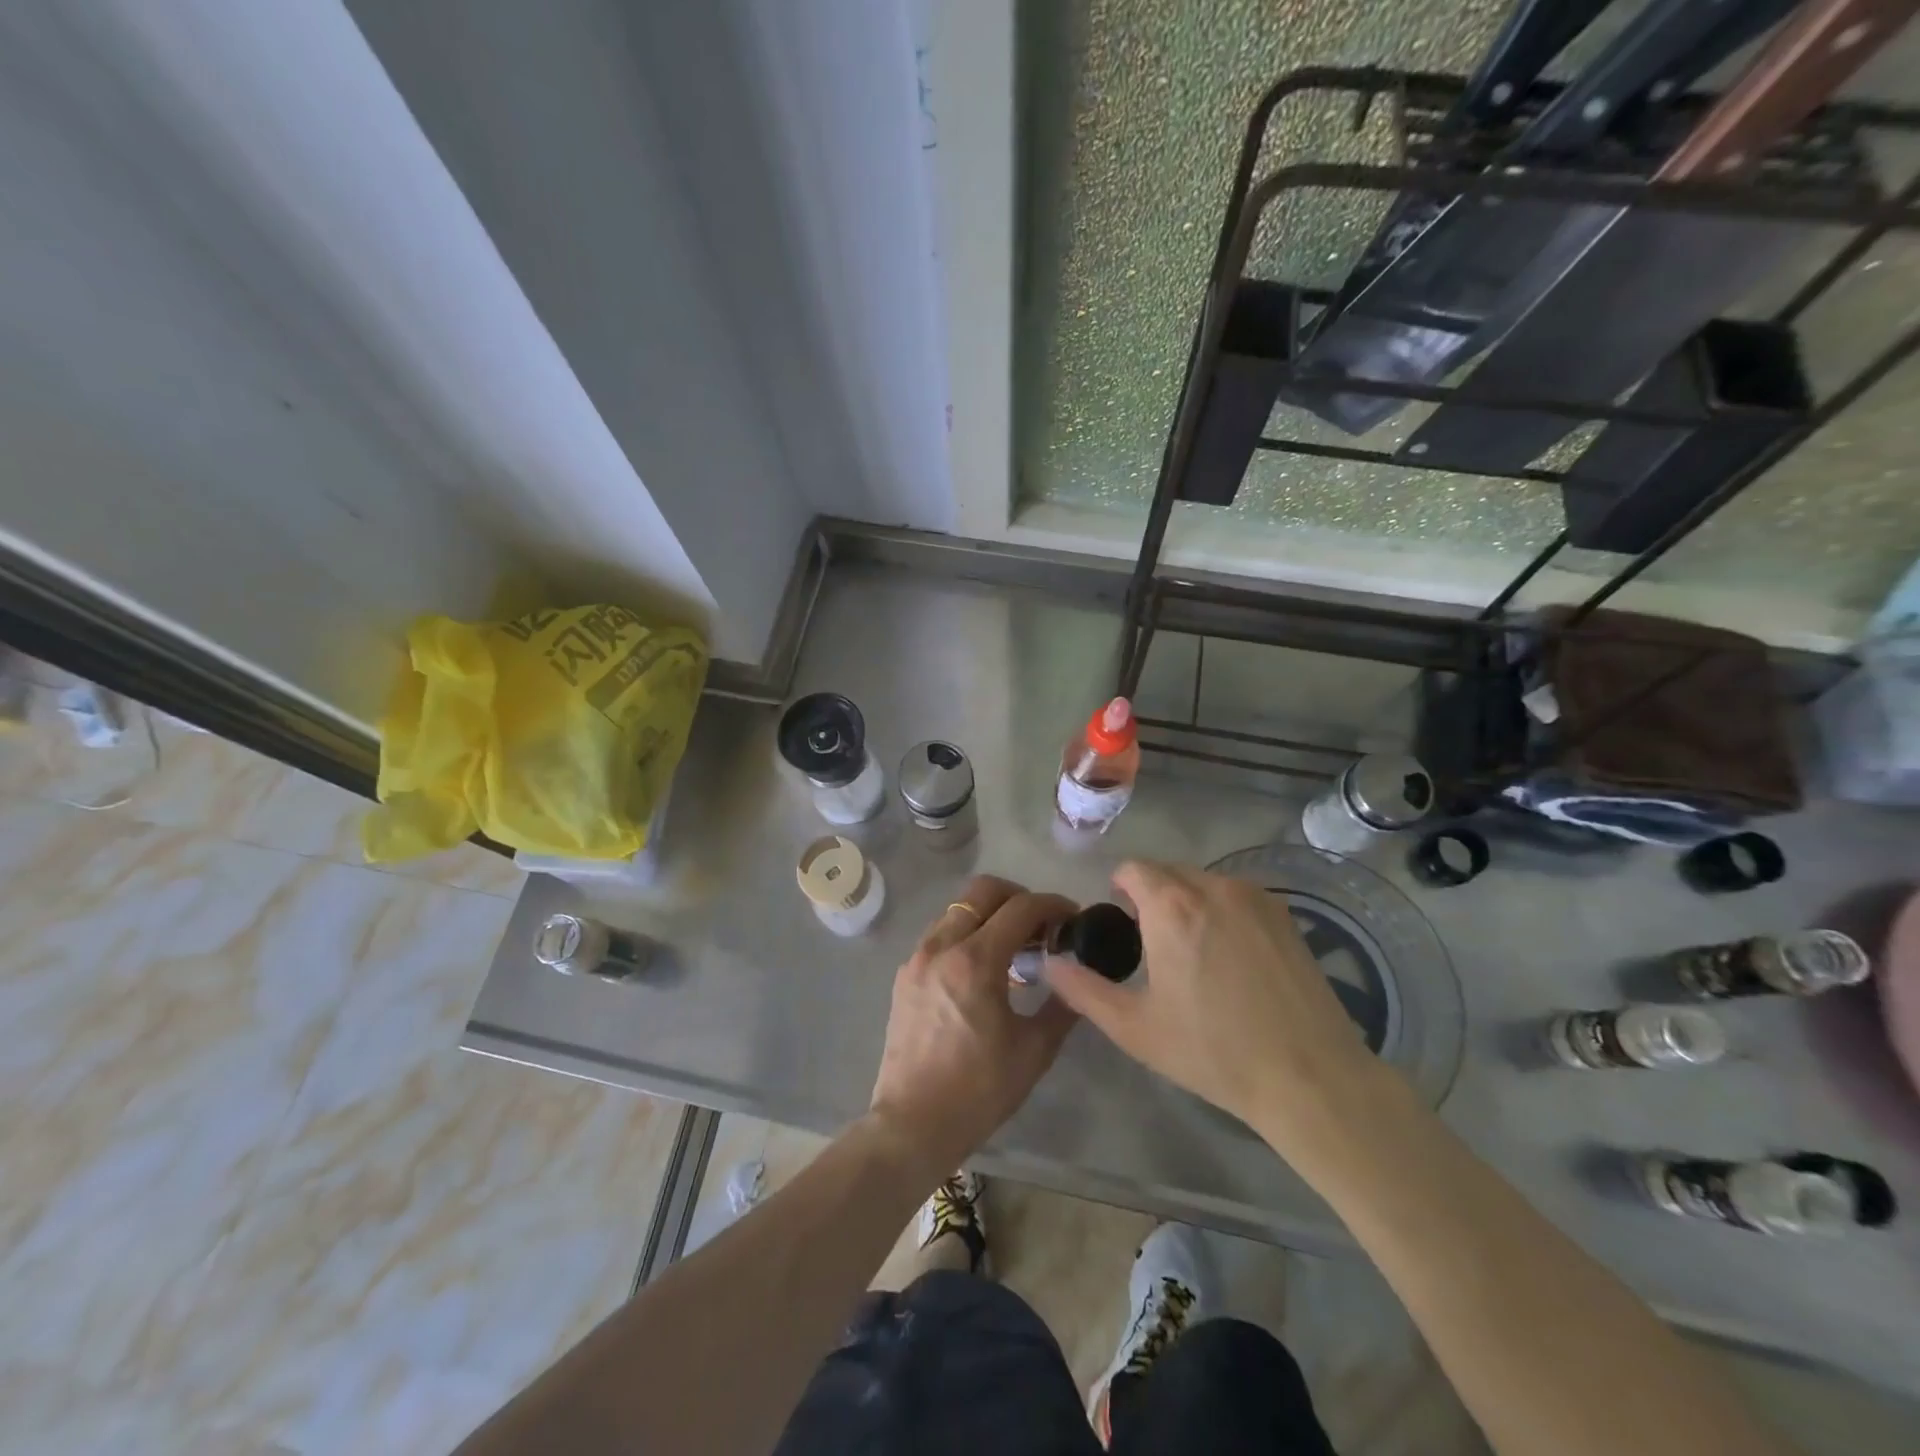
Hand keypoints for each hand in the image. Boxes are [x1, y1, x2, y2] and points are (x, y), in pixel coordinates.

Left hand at [868, 876, 1079, 1179]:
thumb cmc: (979, 1090)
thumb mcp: (1034, 1050)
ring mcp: (918, 958)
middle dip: (1018, 896)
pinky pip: (940, 934)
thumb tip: (1078, 978)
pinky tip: (983, 968)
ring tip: (1014, 946)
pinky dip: (966, 934)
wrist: (912, 1124)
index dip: (1053, 905)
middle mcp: (941, 946)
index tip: (1072, 916)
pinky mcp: (905, 975)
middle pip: (982, 891)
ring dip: (990, 914)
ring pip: (958, 909)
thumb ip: (1062, 1005)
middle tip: (1041, 923)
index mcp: (975, 960)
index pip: (1020, 908)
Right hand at [1043, 860, 1378, 1157]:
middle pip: (1168, 872)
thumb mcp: (1134, 1027)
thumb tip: (1049, 963)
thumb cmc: (1212, 1051)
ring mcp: (1255, 897)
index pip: (1132, 869)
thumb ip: (1083, 989)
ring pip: (1204, 882)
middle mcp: (1212, 887)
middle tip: (1152, 945)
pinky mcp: (1285, 915)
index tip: (1120, 924)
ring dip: (1188, 902)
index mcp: (1171, 906)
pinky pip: (1237, 896)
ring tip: (1193, 952)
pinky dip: (1222, 911)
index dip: (1119, 891)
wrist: (1308, 1076)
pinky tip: (1232, 957)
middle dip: (1152, 896)